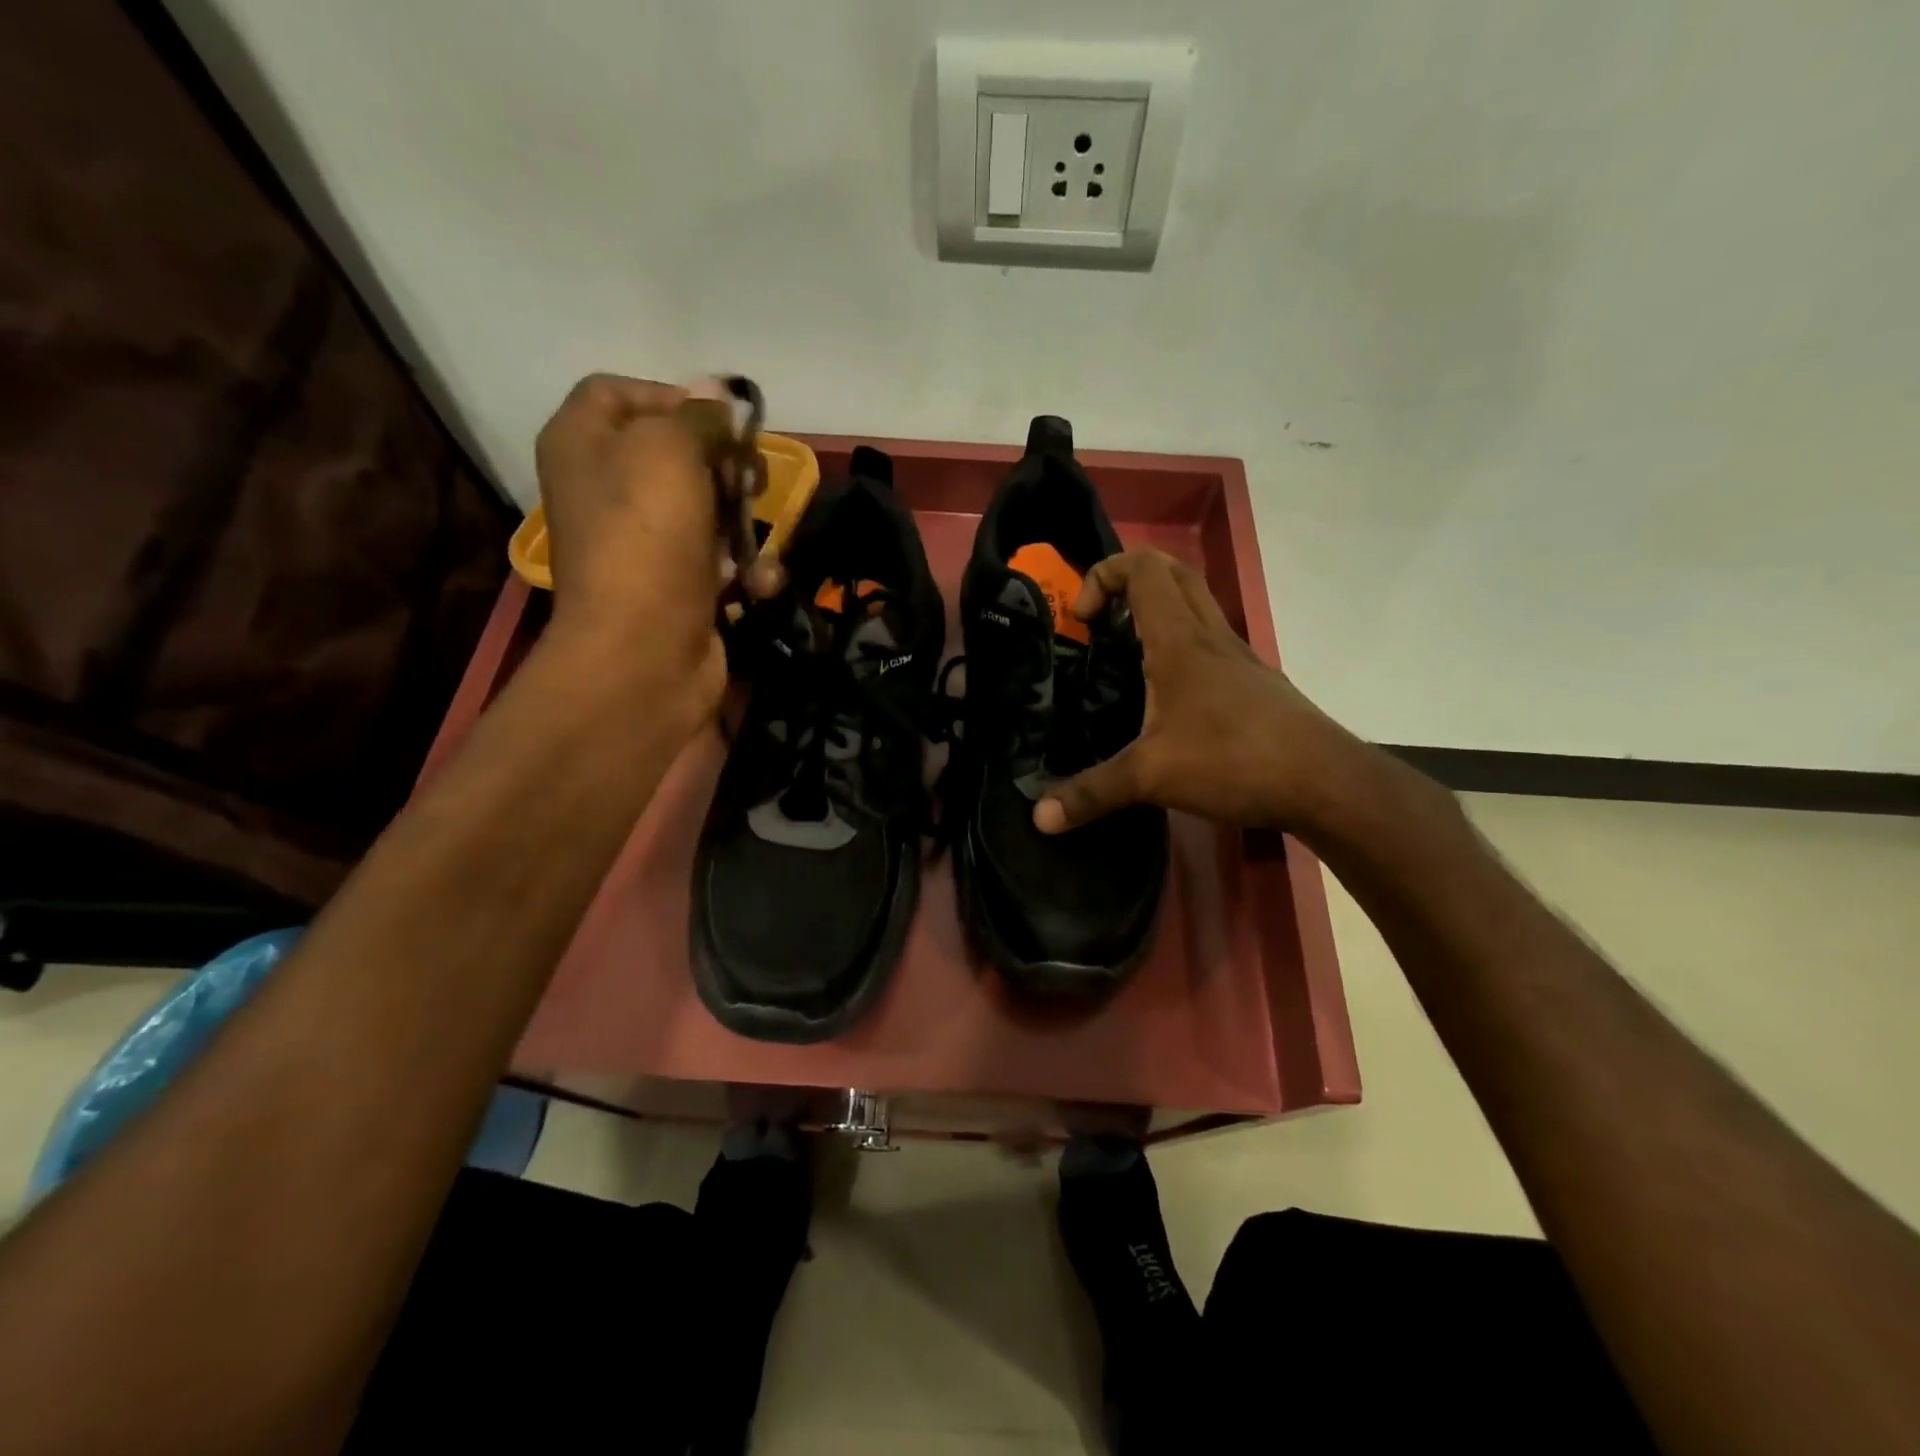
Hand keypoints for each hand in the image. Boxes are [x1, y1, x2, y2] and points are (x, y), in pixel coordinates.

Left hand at [534, 374, 726, 712]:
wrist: (644, 650)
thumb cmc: (646, 535)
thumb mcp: (670, 450)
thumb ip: (699, 417)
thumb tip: (719, 399)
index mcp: (582, 442)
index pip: (620, 392)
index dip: (674, 397)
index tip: (724, 422)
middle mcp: (605, 488)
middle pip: (672, 452)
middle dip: (721, 462)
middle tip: (751, 477)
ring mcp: (642, 543)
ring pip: (704, 507)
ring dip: (741, 519)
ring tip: (757, 533)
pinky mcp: (675, 586)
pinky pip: (716, 559)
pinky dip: (742, 567)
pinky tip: (757, 581)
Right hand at [1034, 549, 1359, 833]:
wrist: (1324, 781)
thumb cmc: (1234, 760)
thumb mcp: (1151, 777)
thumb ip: (1092, 792)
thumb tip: (1039, 817)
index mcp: (1180, 640)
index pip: (1143, 569)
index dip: (1104, 575)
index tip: (1082, 619)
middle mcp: (1211, 636)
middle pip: (1173, 573)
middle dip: (1130, 580)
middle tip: (1101, 620)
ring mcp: (1238, 657)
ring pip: (1196, 605)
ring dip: (1159, 610)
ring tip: (1125, 655)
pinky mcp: (1254, 683)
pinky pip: (1210, 641)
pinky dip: (1181, 644)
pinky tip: (1167, 695)